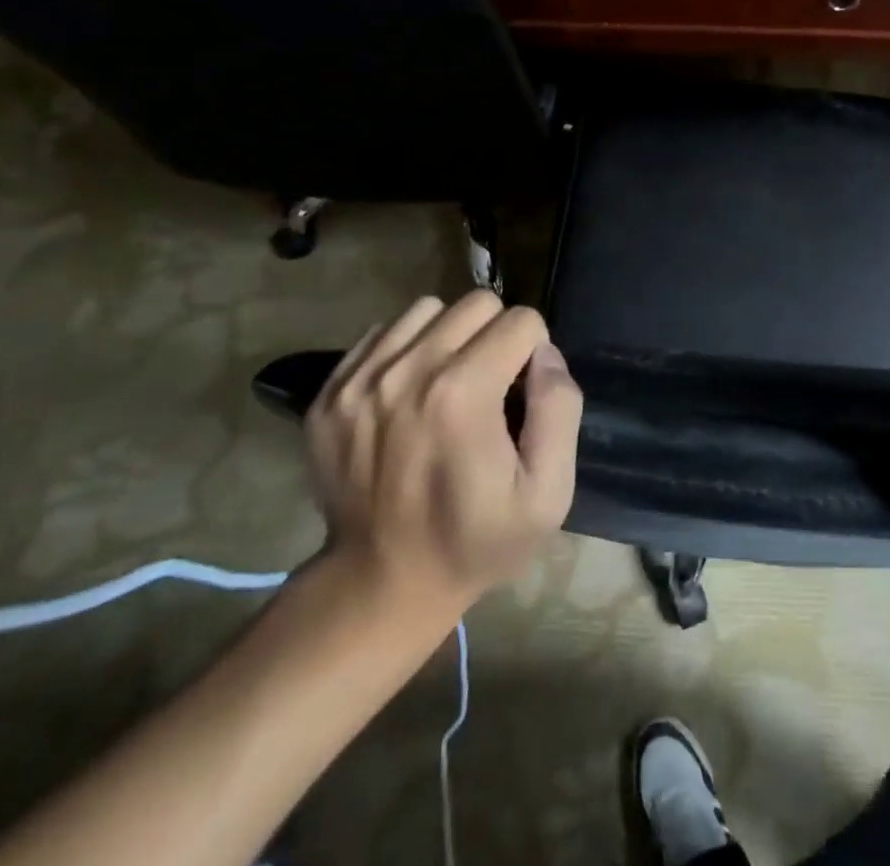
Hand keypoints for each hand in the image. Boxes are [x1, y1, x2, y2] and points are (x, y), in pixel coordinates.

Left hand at [304, 292, 582, 623]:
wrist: (381, 584)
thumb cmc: (476, 540)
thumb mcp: (548, 493)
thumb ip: (560, 409)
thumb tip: (545, 353)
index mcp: (463, 394)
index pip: (521, 321)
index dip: (535, 353)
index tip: (523, 395)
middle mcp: (407, 371)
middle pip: (476, 303)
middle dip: (496, 334)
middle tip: (490, 384)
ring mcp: (359, 379)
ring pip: (427, 309)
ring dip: (450, 335)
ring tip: (449, 382)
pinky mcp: (329, 392)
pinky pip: (382, 333)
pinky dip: (405, 349)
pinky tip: (410, 391)